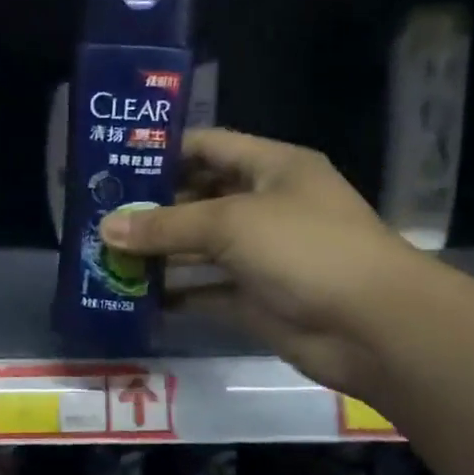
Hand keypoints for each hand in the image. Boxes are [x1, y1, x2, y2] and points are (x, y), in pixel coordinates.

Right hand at [98, 128, 420, 393]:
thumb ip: (166, 225)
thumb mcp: (231, 223)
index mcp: (271, 168)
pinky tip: (135, 295)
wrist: (374, 328)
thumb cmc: (305, 249)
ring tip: (105, 254)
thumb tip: (106, 228)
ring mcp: (262, 254)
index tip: (114, 162)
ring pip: (199, 246)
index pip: (208, 146)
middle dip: (151, 207)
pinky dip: (175, 292)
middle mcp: (266, 205)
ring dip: (158, 252)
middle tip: (99, 214)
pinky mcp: (256, 298)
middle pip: (198, 197)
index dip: (163, 152)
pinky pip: (206, 289)